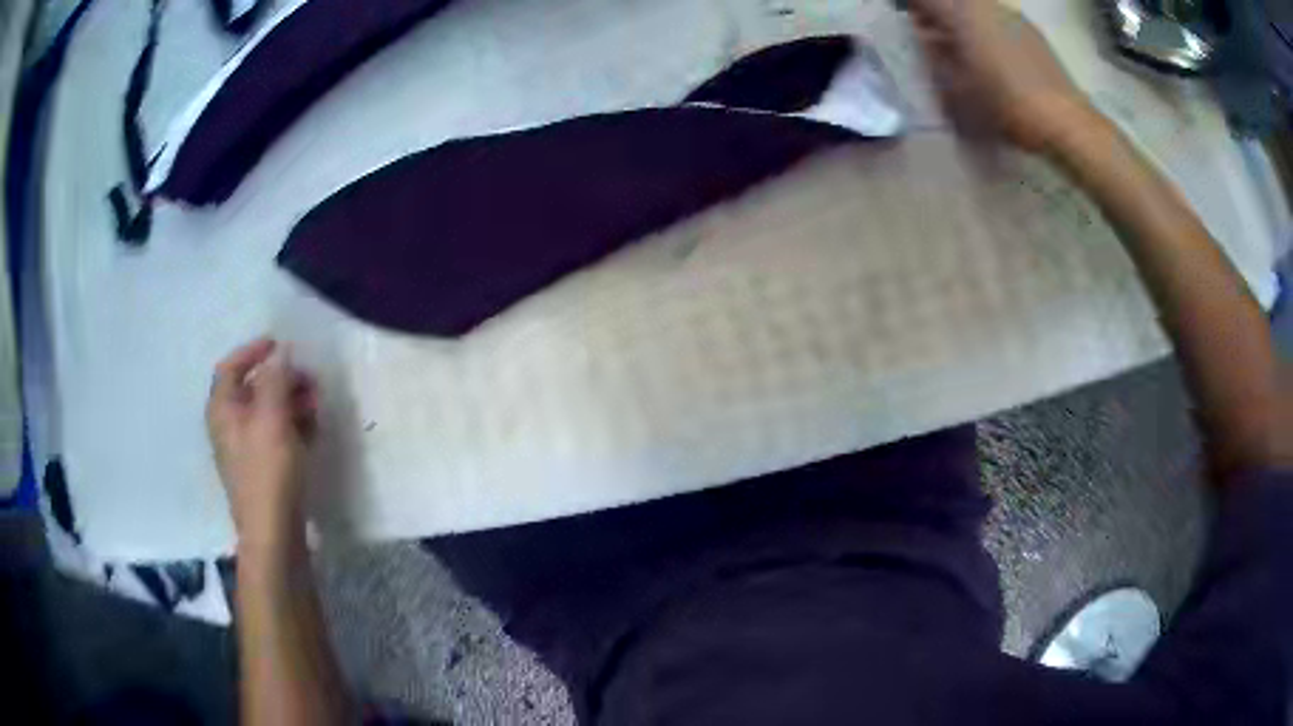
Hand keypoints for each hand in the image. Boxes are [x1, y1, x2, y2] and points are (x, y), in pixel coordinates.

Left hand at [206, 338, 317, 549]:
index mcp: (223, 409)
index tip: (279, 345)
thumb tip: (282, 352)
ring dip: (292, 402)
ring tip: (317, 406)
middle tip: (310, 380)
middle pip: (253, 388)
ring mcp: (246, 449)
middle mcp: (230, 425)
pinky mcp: (264, 469)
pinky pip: (277, 435)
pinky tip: (313, 430)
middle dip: (283, 379)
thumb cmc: (268, 471)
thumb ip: (276, 378)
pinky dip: (293, 426)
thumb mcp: (272, 417)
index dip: (253, 351)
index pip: (231, 366)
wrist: (273, 534)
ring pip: (268, 412)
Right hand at [908, 0, 1094, 151]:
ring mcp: (1011, 15)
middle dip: (938, 13)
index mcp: (962, 14)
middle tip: (930, 32)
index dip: (913, 7)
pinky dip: (985, 26)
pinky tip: (991, 53)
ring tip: (961, 45)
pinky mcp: (1031, 30)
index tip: (907, 18)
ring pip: (975, 6)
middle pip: (953, 0)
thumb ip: (936, 57)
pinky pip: (997, 17)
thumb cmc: (1006, 105)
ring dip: (962, 19)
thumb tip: (927, 38)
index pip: (926, 0)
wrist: (1064, 121)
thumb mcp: (958, 88)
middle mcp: (985, 5)